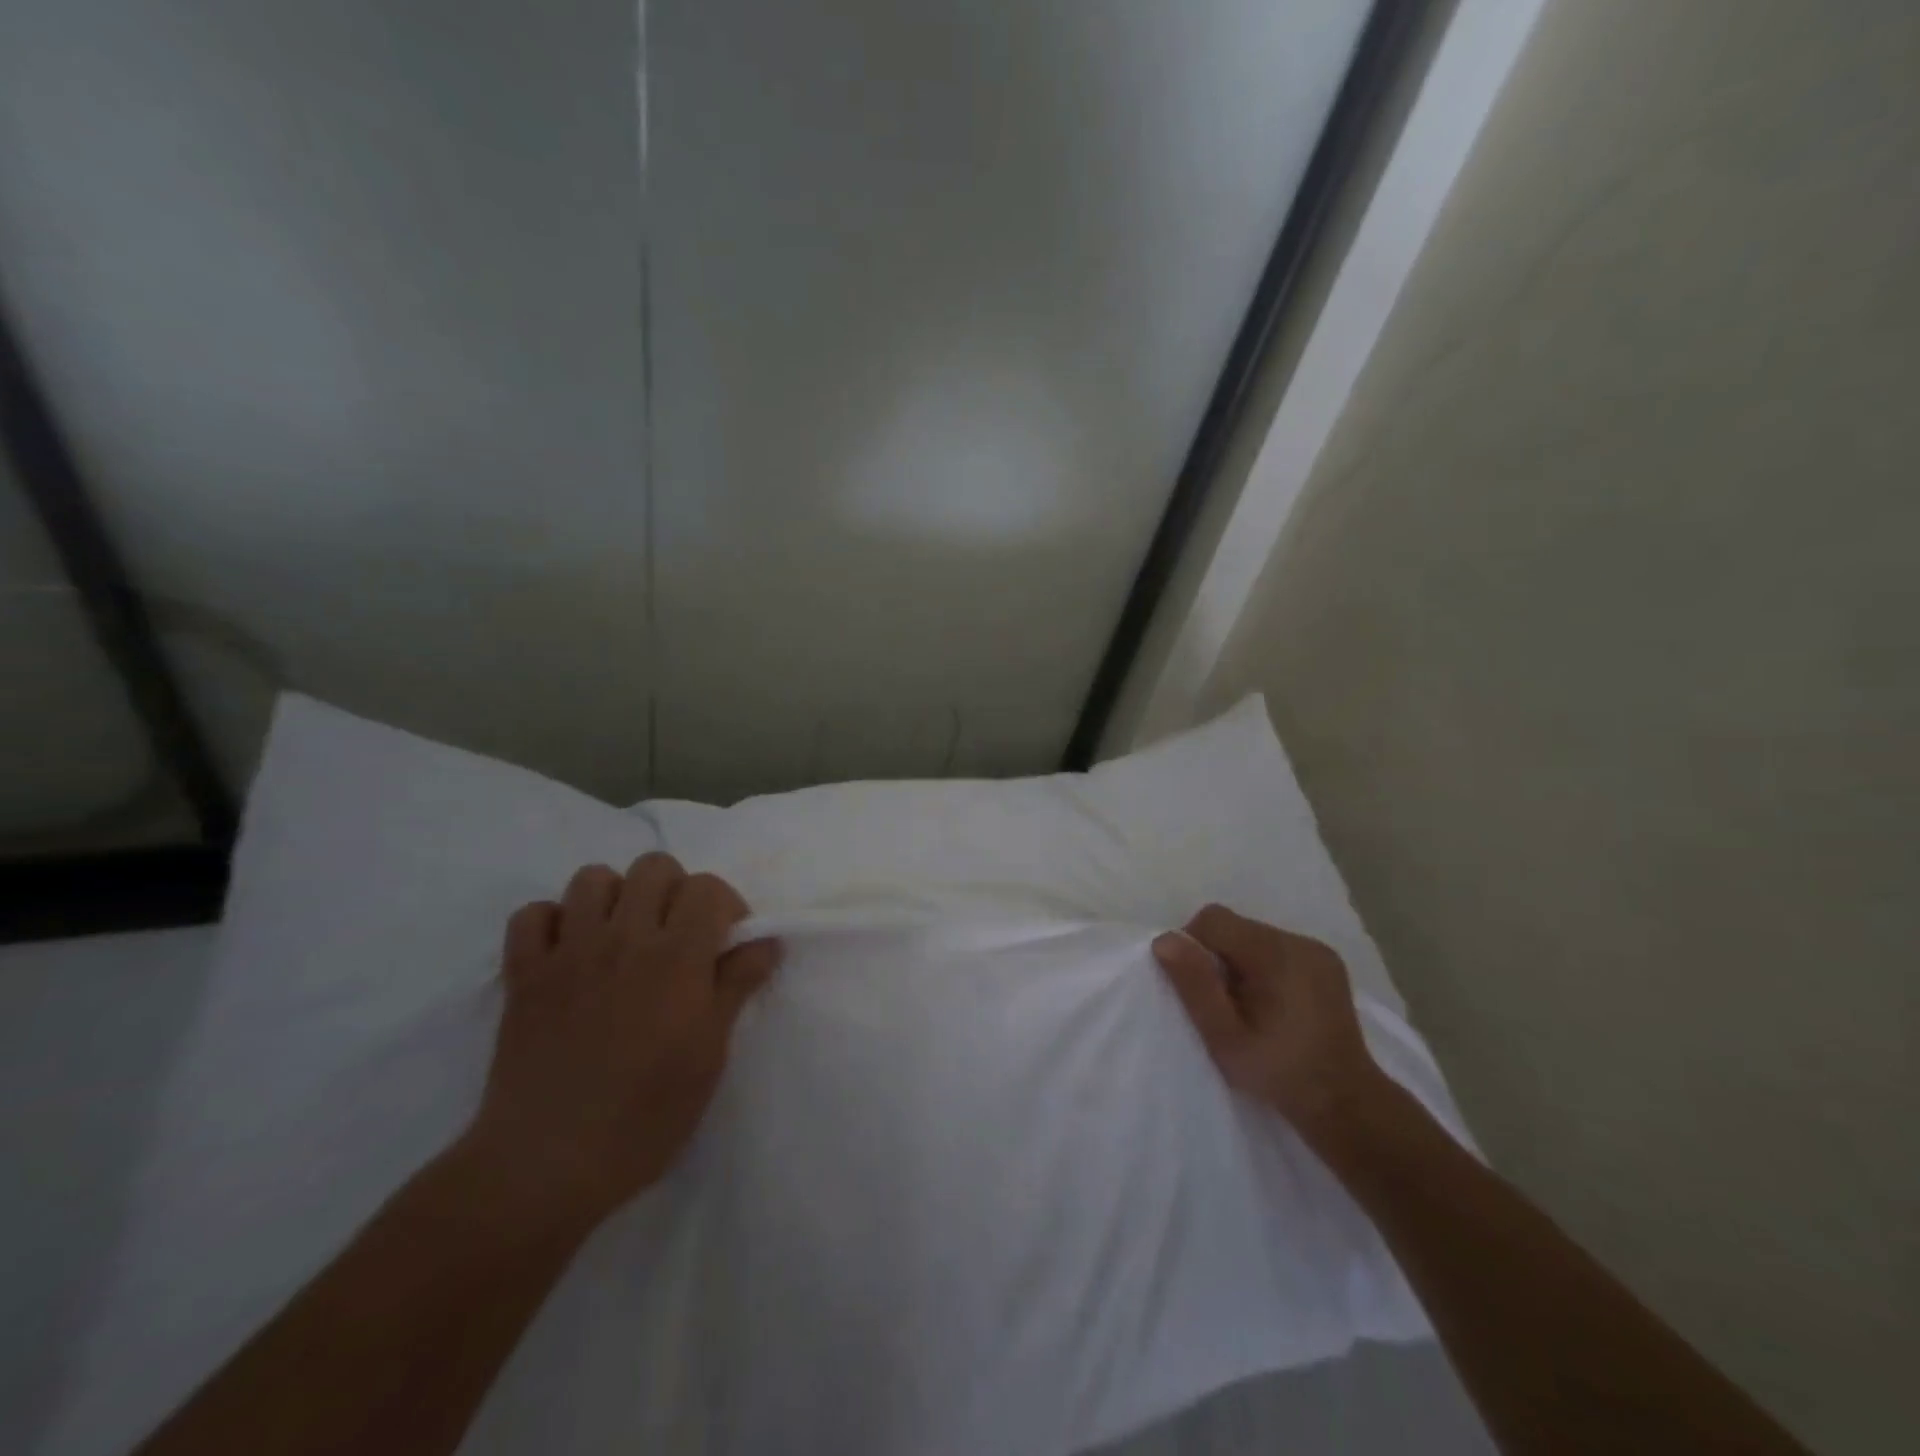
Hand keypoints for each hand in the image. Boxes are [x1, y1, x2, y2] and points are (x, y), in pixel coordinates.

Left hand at [460, 853, 779, 1233]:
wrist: (547, 1164)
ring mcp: (568, 952)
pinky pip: (531, 914)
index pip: (708, 887)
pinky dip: (552, 921)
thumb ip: (737, 985)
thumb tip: (767, 942)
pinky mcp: (523, 974)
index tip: (726, 942)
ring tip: (623, 937)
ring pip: (593, 877)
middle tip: (677, 935)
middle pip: (654, 867)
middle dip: (675, 890)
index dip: (726, 905)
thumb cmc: (646, 1115)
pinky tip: (568, 951)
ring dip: (615, 897)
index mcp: (676, 957)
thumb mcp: (710, 1054)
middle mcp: (623, 939)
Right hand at [1153, 904, 1384, 1139]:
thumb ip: (1195, 985)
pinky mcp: (1327, 964)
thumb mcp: (1225, 1036)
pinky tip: (1271, 1004)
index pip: (1213, 919)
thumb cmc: (1279, 1073)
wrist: (1346, 1105)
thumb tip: (1165, 940)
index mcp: (1275, 954)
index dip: (1192, 946)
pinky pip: (1277, 949)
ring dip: (1239, 963)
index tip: (1198, 988)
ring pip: (1254, 936)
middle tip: (1221, 1003)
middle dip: (1217, 957)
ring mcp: (1317, 951)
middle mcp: (1299, 942)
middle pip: (1235, 926)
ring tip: (1246, 1006)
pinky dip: (1262, 967)